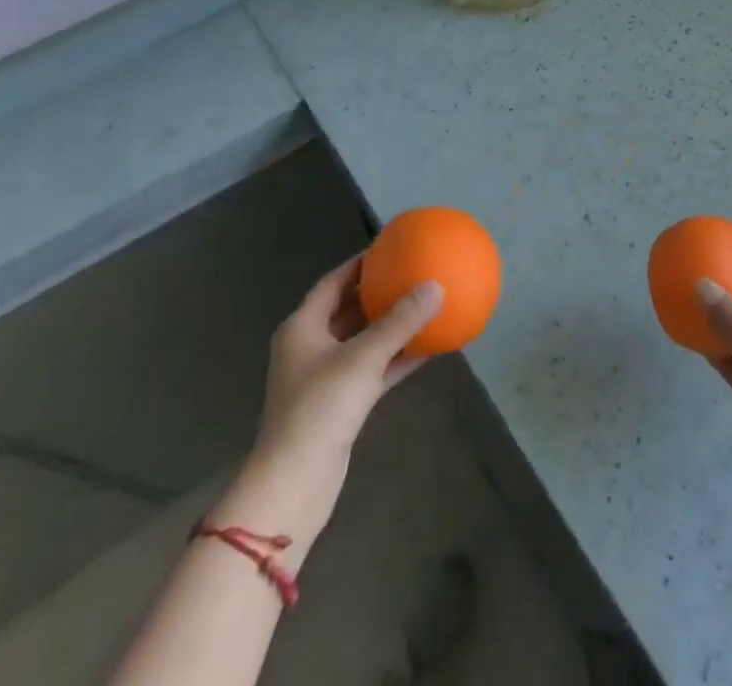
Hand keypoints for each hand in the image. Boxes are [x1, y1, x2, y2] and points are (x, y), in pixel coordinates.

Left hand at [219, 255, 443, 549]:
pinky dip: (399, 356)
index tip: (391, 247)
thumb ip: (400, 322)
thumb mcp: (362, 358)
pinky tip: (431, 346)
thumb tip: (436, 285)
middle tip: (414, 271)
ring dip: (394, 324)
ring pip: (365, 339)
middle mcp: (312, 346)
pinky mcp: (343, 403)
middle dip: (380, 291)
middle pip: (350, 308)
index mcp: (303, 327)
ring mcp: (327, 376)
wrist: (295, 484)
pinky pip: (375, 367)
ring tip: (427, 302)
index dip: (361, 262)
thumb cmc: (319, 409)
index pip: (333, 281)